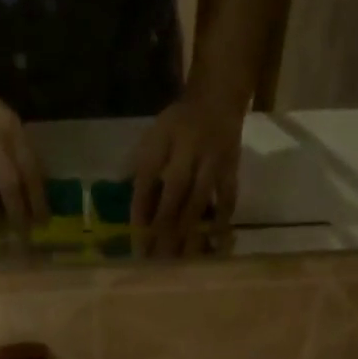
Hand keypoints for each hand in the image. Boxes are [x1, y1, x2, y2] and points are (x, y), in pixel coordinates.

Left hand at [130, 78, 245, 256]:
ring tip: (179, 258)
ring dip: (188, 230)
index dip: (140, 207)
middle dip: (163, 225)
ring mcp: (213, 159)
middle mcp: (189, 148)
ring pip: (200, 199)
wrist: (217, 100)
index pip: (147, 176)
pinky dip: (221, 223)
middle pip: (175, 191)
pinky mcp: (231, 169)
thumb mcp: (153, 136)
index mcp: (163, 139)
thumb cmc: (177, 126)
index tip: (135, 236)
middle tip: (155, 257)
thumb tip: (126, 205)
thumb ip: (139, 167)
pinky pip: (227, 200)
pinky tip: (214, 245)